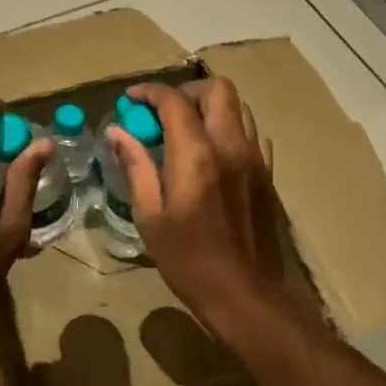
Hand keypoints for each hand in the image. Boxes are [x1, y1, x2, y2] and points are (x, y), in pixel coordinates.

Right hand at [106, 80, 318, 341]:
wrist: (245, 294)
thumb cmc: (188, 261)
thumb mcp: (150, 217)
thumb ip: (136, 167)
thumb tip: (117, 132)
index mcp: (196, 156)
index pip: (174, 102)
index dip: (150, 92)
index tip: (131, 100)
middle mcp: (230, 146)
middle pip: (218, 90)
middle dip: (186, 92)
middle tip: (162, 112)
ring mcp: (255, 159)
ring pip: (240, 108)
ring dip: (211, 108)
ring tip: (186, 129)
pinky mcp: (267, 175)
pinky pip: (253, 135)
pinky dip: (231, 130)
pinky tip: (213, 152)